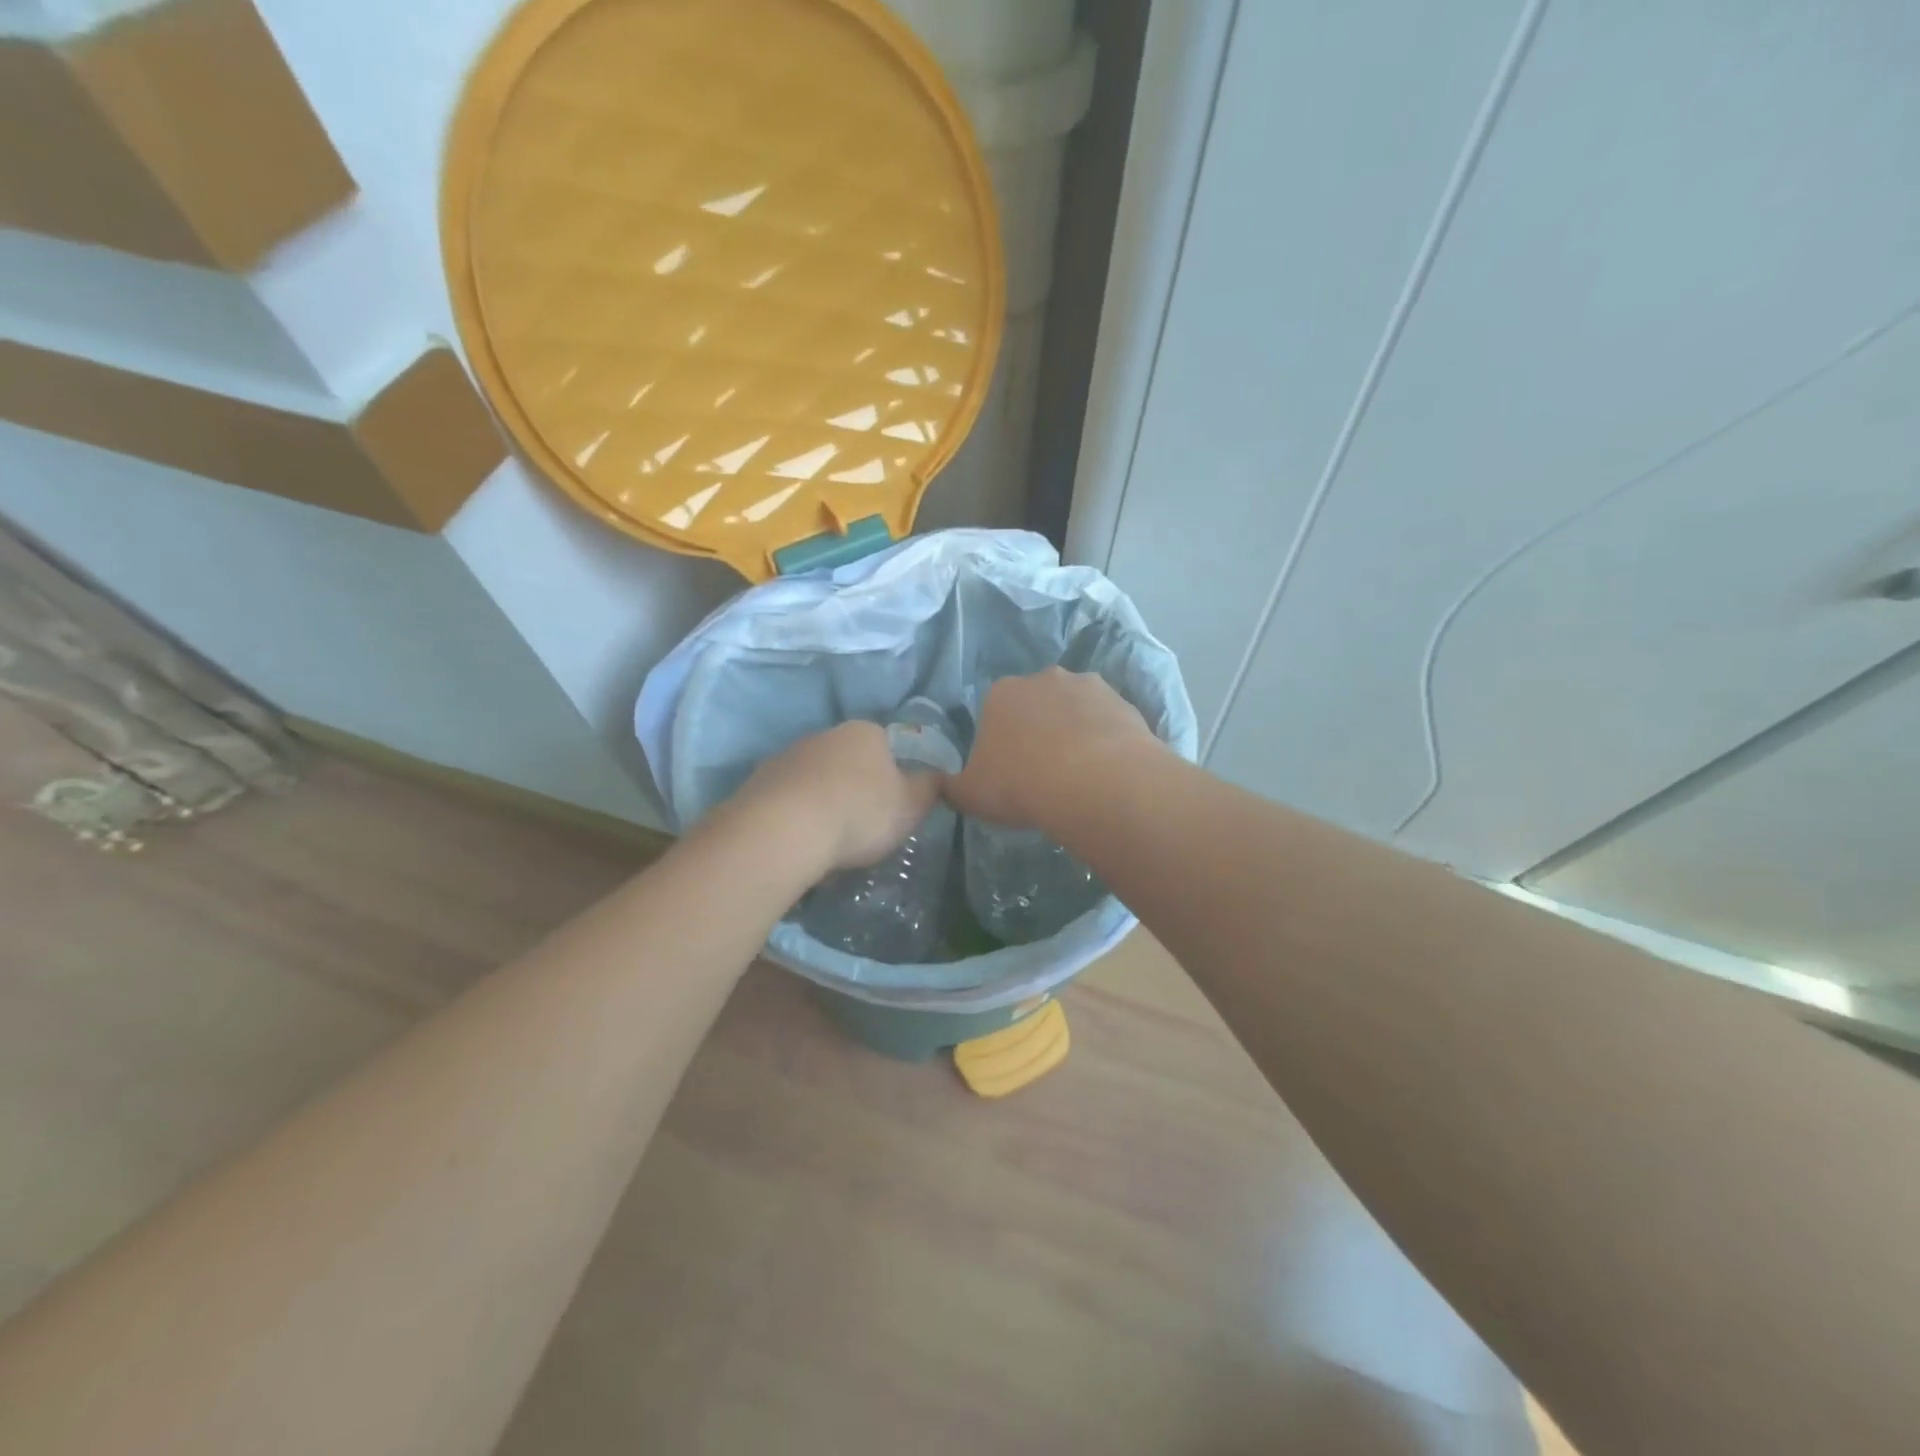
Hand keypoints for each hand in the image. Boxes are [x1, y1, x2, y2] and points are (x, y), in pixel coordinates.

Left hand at [726, 721, 943, 873]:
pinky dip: (795, 817)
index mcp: (865, 732)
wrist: (783, 830)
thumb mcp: (911, 806)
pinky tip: (800, 843)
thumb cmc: (859, 813)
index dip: (893, 775)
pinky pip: (787, 800)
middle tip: (862, 826)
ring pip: (815, 779)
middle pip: (847, 760)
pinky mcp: (757, 783)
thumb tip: (938, 776)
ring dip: (822, 802)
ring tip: (828, 841)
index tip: (893, 806)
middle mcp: (824, 735)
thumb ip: (929, 788)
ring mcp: (787, 757)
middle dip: (855, 788)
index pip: (887, 745)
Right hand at [946, 668, 1159, 830]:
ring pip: (1075, 709)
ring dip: (1075, 732)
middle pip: (1036, 705)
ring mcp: (1087, 685)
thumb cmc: (1021, 784)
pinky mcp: (1123, 701)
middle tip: (1044, 772)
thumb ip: (951, 786)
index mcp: (1000, 693)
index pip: (994, 712)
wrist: (1094, 782)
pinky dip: (1106, 740)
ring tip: (1080, 774)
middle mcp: (1042, 678)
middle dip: (1039, 730)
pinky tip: (1107, 770)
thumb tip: (939, 783)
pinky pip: (1107, 722)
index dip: (1000, 742)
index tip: (1009, 771)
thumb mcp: (970, 794)